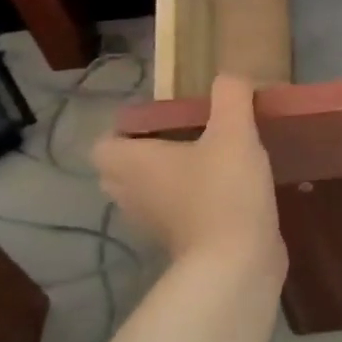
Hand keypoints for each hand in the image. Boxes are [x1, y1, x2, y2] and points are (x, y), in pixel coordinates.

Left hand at [92, 75, 285, 279]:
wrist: (238, 263)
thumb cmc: (224, 191)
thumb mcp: (234, 131)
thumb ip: (231, 95)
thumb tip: (230, 77)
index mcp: (132, 165)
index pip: (104, 144)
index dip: (126, 130)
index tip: (163, 120)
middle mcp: (131, 196)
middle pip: (121, 171)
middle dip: (145, 154)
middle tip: (185, 137)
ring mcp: (153, 225)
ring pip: (147, 194)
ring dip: (168, 180)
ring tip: (206, 161)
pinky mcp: (179, 245)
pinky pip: (173, 215)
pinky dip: (189, 204)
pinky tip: (224, 191)